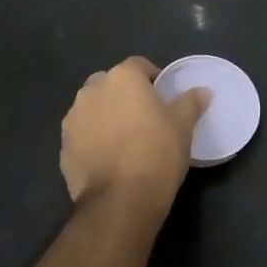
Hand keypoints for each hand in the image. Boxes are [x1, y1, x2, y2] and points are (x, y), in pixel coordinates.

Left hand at [60, 57, 209, 216]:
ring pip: (92, 109)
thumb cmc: (157, 152)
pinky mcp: (63, 149)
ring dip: (105, 116)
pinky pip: (82, 135)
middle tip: (143, 117)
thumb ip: (191, 102)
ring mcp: (73, 120)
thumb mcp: (183, 126)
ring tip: (124, 140)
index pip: (139, 65)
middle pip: (110, 84)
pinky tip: (109, 160)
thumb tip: (203, 90)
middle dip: (124, 95)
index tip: (164, 98)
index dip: (153, 79)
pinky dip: (93, 140)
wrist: (120, 201)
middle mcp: (92, 91)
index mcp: (122, 78)